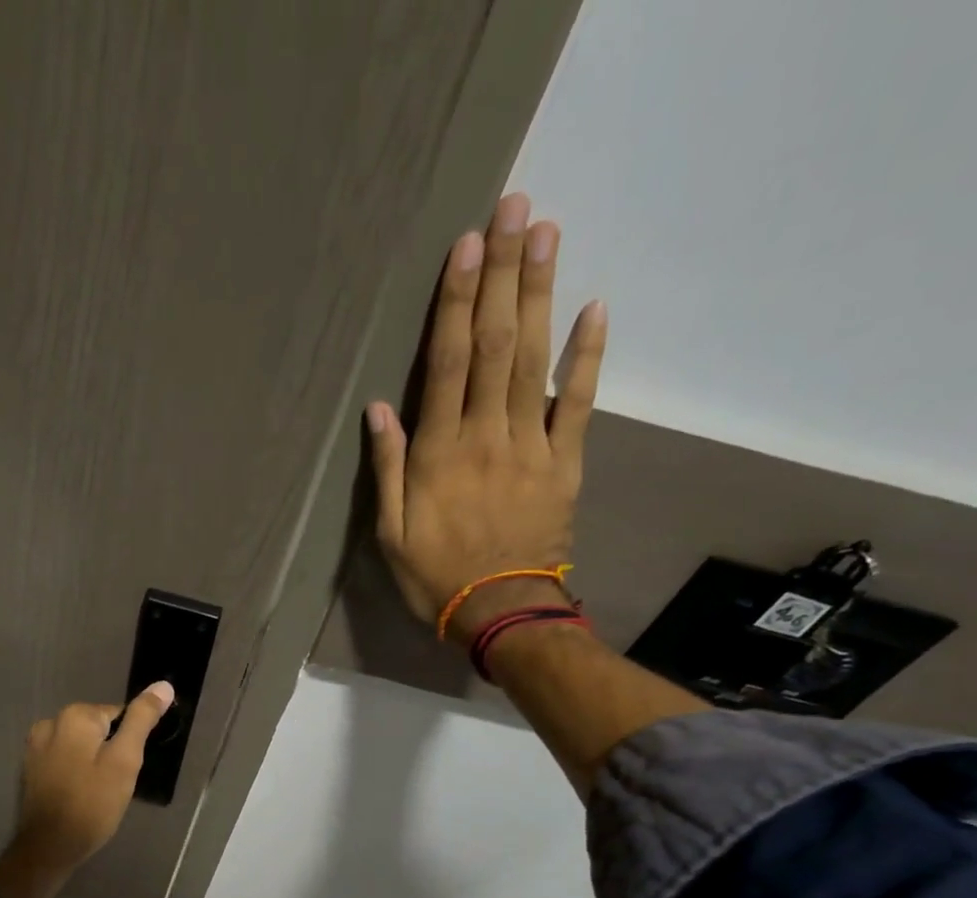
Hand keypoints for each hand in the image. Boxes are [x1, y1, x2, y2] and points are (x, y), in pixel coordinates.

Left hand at [0, 681, 174, 897]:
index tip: (127, 769)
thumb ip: (142, 720)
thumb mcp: (125, 761)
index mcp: (76, 716)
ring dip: (92, 761)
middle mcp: (51, 721)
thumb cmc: (93, 805)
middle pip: (98, 728)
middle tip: (114, 784)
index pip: (119, 715)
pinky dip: (75, 771)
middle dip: (110, 751)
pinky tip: (79, 794)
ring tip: (97, 792)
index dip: (129, 742)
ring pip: (81, 744)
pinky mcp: (30, 766)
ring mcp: (36, 745)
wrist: (49, 847)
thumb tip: (163, 686)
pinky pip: (64, 758)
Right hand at [366, 192, 606, 644]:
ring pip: (535, 359)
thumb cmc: (435, 576)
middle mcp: (485, 435)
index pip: (449, 363)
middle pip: (497, 344)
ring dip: (541, 293)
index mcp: (439, 453)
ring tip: (546, 233)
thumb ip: (388, 469)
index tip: (467, 245)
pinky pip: (577, 402)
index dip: (458, 302)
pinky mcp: (564, 461)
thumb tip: (380, 409)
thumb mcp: (390, 533)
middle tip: (515, 207)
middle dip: (504, 274)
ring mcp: (531, 444)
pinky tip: (596, 307)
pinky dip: (587, 355)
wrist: (500, 610)